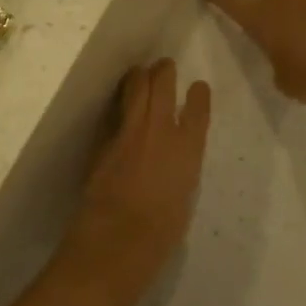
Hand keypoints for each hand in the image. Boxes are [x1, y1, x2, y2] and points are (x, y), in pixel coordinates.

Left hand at [58, 61, 211, 296]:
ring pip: (136, 87)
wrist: (116, 240)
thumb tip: (174, 160)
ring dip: (140, 75)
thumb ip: (181, 171)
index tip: (198, 86)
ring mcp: (131, 130)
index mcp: (188, 150)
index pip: (198, 109)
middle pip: (163, 84)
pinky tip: (120, 98)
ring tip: (141, 71)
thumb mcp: (183, 198)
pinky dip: (120, 99)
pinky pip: (116, 109)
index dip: (199, 95)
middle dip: (164, 71)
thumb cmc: (160, 235)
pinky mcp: (106, 138)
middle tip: (164, 65)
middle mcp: (161, 130)